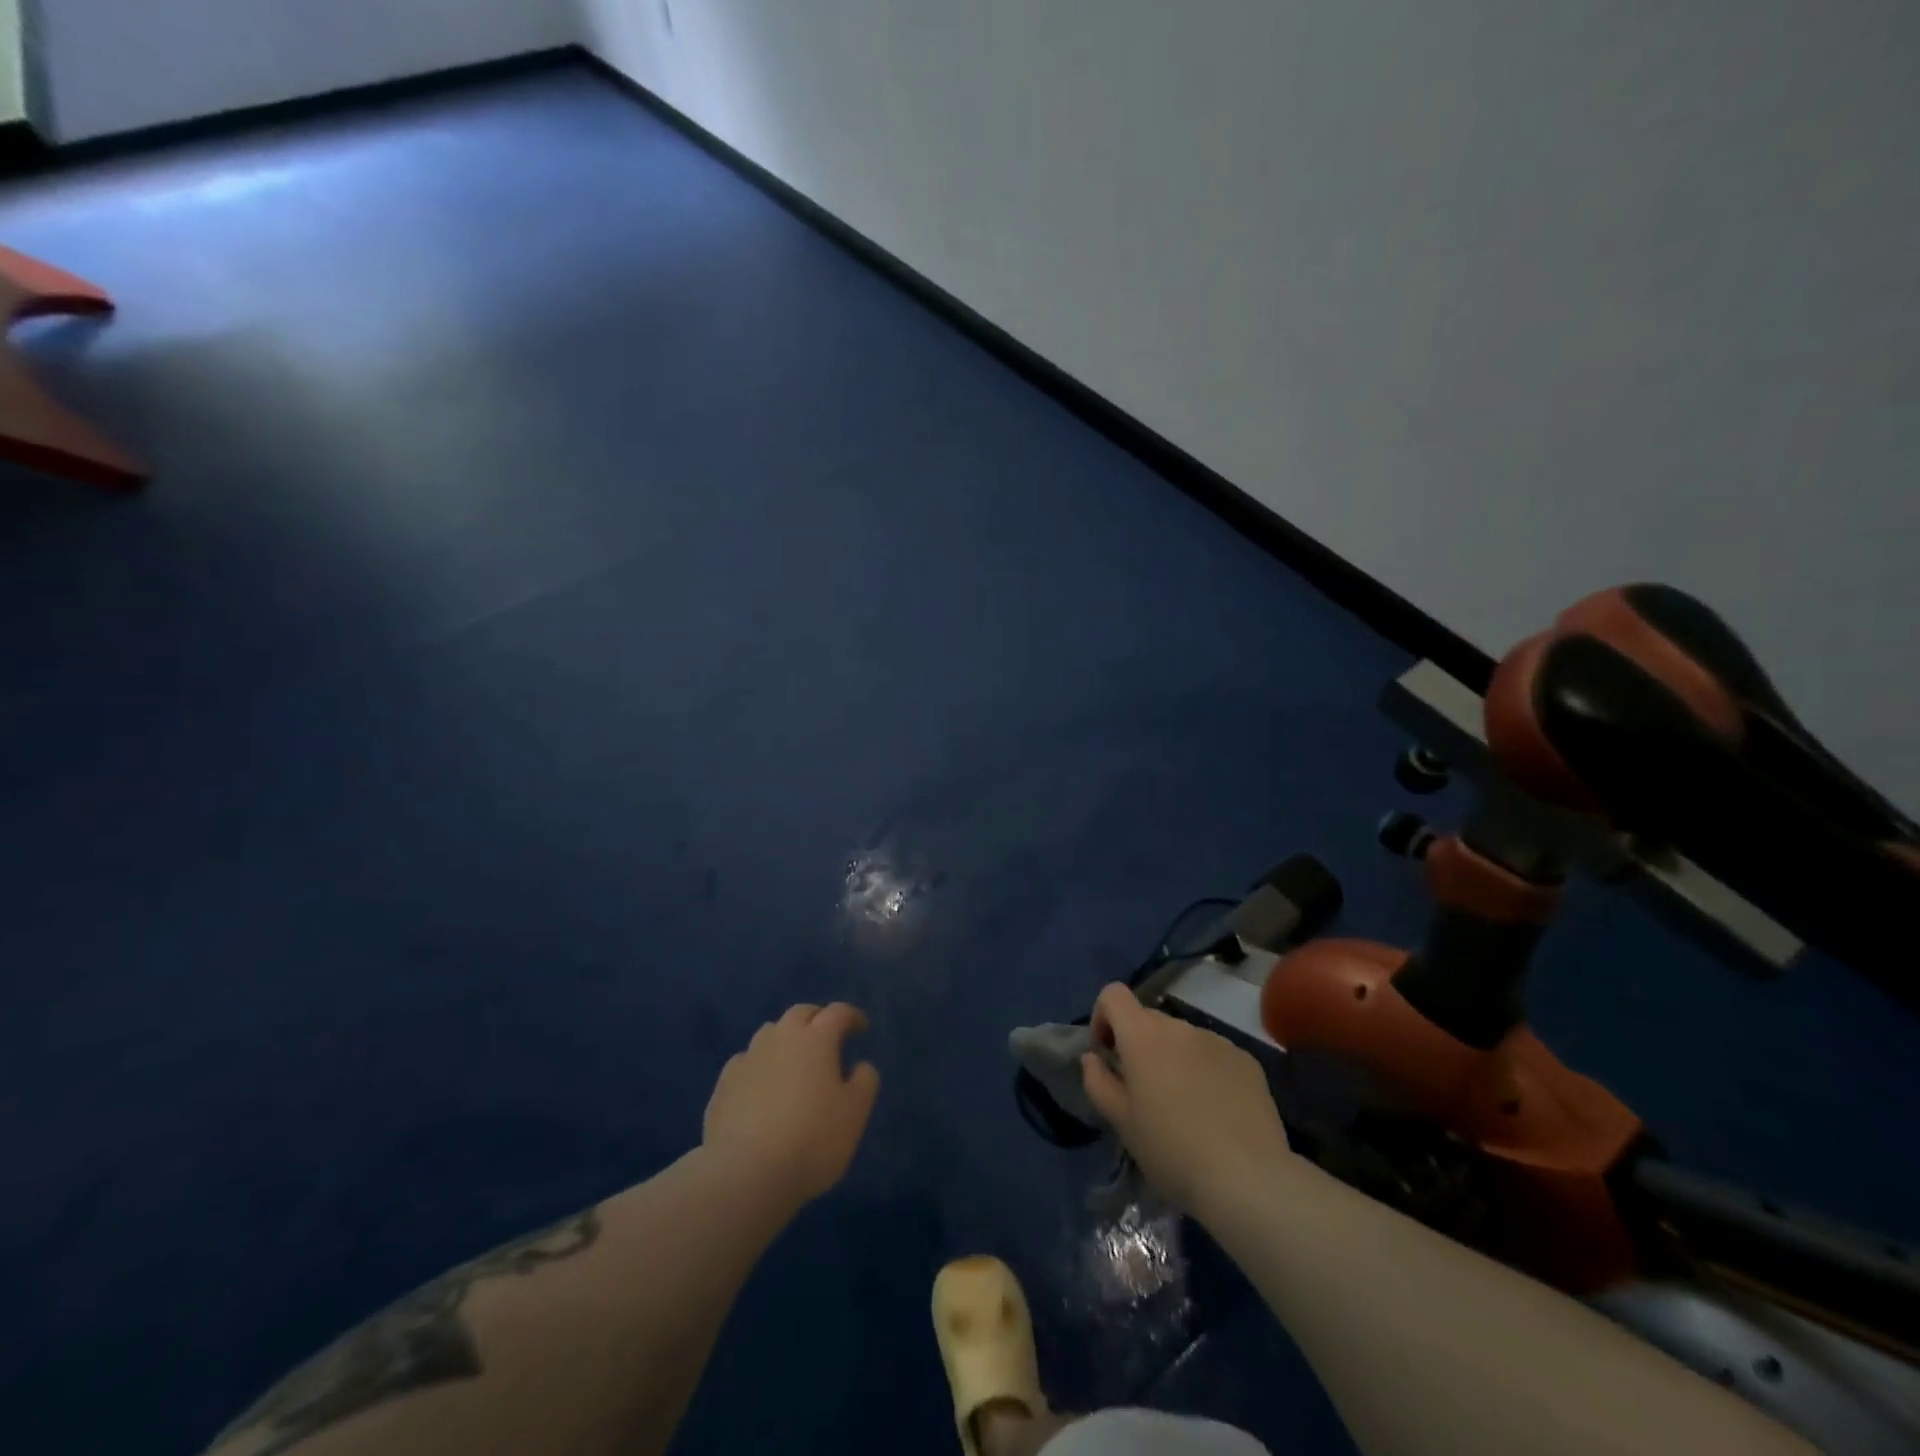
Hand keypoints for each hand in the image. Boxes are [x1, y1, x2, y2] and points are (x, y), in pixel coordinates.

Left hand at [703, 1003, 880, 1210]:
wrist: (745, 1174)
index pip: (837, 1012)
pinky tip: (761, 1086)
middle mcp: (781, 1038)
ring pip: (770, 1032)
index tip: (861, 1028)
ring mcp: (748, 1058)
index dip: (852, 1016)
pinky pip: (746, 1061)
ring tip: (794, 1061)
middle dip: (817, 1019)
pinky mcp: (724, 1084)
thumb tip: (861, 1065)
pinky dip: (759, 1064)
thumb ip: (864, 1082)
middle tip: (828, 1038)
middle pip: (800, 1014)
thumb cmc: (812, 1140)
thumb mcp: (854, 1114)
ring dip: (786, 1038)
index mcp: (816, 1039)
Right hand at [1081, 983, 1291, 1214]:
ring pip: (1182, 1039)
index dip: (1102, 1017)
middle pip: (1148, 1019)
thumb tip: (1092, 1058)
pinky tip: (1215, 1112)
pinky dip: (1205, 1071)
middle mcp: (1180, 1027)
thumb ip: (1098, 1081)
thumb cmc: (1171, 1150)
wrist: (1248, 1179)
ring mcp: (1218, 1041)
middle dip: (1138, 1045)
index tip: (1106, 1055)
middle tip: (1142, 1091)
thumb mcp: (1121, 1122)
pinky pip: (1214, 1055)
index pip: (1113, 994)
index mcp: (1143, 1035)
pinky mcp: (1247, 1061)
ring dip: (1173, 1059)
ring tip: (1182, 1106)